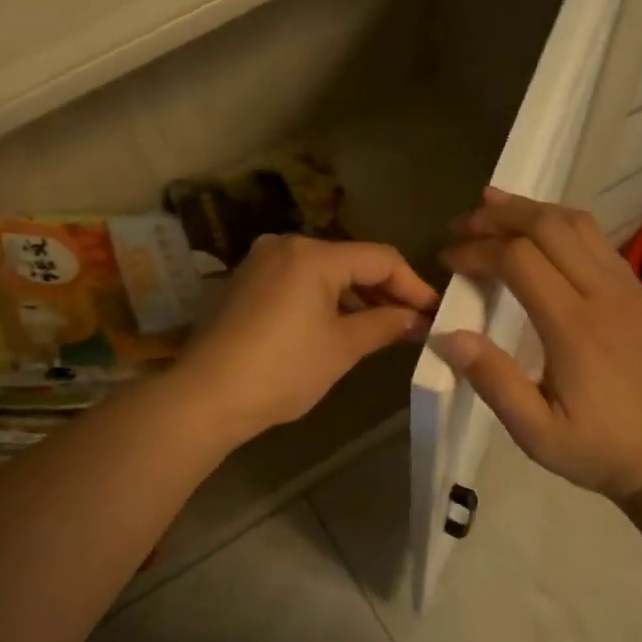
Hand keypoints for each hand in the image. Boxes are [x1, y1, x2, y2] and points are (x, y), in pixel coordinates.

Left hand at [170, 235, 438, 445]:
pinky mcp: (246, 282)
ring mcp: (261, 262)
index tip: (436, 312)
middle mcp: (285, 245)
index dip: (413, 284)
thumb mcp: (341, 348)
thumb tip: (419, 319)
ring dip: (354, 295)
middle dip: (384, 290)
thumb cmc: (281, 370)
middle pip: (350, 260)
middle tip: (414, 322)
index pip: (380, 258)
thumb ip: (385, 325)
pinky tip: (340, 323)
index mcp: (313, 254)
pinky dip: (324, 298)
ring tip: (383, 326)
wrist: (205, 396)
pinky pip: (298, 281)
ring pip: (323, 271)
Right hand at [440, 189, 641, 503]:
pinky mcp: (638, 291)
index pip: (518, 259)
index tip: (448, 261)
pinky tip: (537, 232)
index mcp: (575, 327)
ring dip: (530, 210)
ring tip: (492, 208)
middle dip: (497, 217)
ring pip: (576, 222)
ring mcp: (628, 287)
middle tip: (460, 226)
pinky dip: (558, 223)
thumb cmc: (597, 449)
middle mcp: (604, 294)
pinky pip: (596, 238)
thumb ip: (493, 380)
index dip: (477, 251)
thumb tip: (448, 335)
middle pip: (547, 226)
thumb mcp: (535, 432)